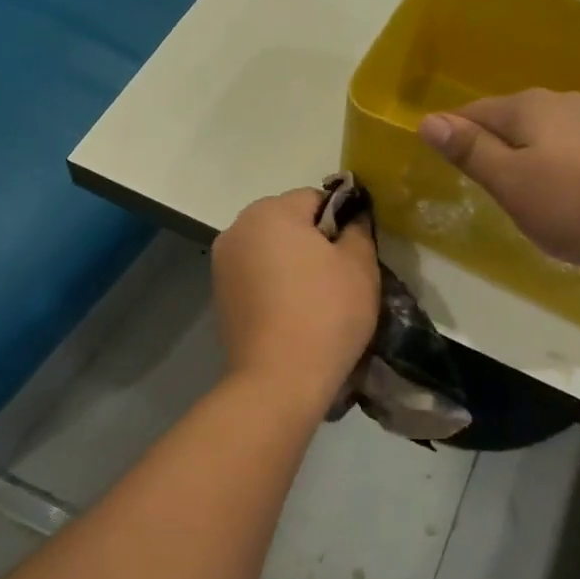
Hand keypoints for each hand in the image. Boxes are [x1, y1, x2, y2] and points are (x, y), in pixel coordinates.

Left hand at [212, 188, 380, 410]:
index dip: (342, 223)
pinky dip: (274, 286)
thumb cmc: (325, 312)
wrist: (278, 379)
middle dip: (313, 241)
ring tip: (315, 301)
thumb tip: (351, 218)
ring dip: (292, 264)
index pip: (316, 199)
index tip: (355, 255)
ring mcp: (223, 263)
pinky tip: (291, 314)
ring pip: (270, 250)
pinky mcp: (219, 295)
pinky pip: (256, 276)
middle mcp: (238, 228)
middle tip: (339, 279)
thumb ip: (358, 229)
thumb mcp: (360, 265)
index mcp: (270, 211)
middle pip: (288, 222)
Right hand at [418, 89, 579, 270]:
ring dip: (524, 155)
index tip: (438, 156)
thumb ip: (471, 151)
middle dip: (489, 142)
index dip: (452, 132)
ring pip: (543, 135)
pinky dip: (555, 166)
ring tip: (515, 187)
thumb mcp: (510, 182)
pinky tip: (562, 191)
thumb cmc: (576, 202)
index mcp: (528, 107)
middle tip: (475, 176)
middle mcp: (562, 104)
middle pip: (510, 119)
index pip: (474, 112)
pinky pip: (571, 150)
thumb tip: (428, 120)